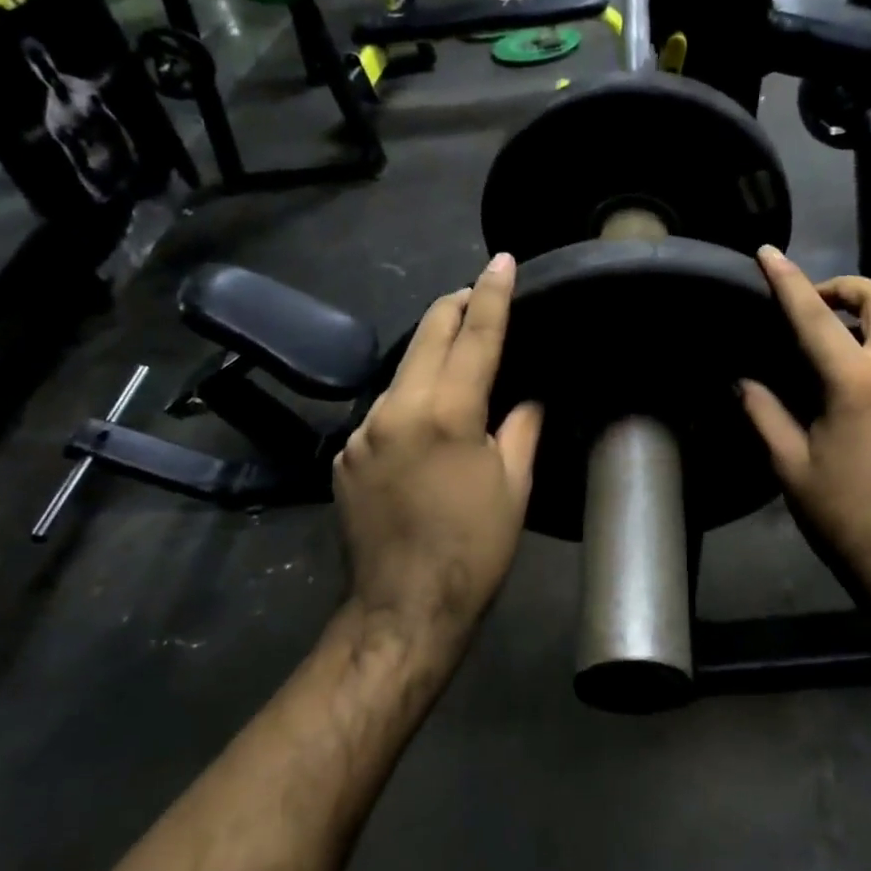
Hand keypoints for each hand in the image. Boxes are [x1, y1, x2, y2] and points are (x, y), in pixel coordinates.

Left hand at [333, 254, 543, 656]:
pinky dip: (410, 400)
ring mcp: (362, 431)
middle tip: (478, 293)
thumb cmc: (474, 549)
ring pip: (403, 371)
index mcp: (446, 413)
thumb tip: (525, 394)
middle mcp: (395, 409)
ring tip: (460, 358)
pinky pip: (384, 410)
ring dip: (432, 355)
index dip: (491, 294)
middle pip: (426, 335)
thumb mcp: (514, 485)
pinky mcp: (345, 454)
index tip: (501, 261)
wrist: (403, 609)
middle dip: (454, 307)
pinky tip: (427, 421)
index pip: (475, 335)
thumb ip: (521, 425)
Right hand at [740, 246, 870, 632]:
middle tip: (823, 304)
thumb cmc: (846, 517)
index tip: (770, 253)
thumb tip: (744, 381)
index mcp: (858, 385)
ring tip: (858, 338)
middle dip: (851, 288)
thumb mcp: (792, 468)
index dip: (789, 280)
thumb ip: (765, 414)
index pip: (816, 317)